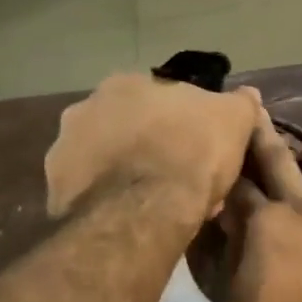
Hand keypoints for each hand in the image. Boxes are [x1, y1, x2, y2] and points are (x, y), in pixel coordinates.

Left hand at [45, 74, 261, 223]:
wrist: (145, 212)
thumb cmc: (193, 154)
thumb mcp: (234, 121)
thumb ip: (240, 103)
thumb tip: (246, 93)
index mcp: (127, 83)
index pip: (160, 98)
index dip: (183, 124)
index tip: (199, 149)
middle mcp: (86, 107)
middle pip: (129, 127)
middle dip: (152, 148)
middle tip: (180, 178)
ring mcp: (64, 148)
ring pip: (108, 160)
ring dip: (129, 174)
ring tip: (159, 204)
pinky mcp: (54, 189)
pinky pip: (92, 192)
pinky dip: (111, 201)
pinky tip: (136, 219)